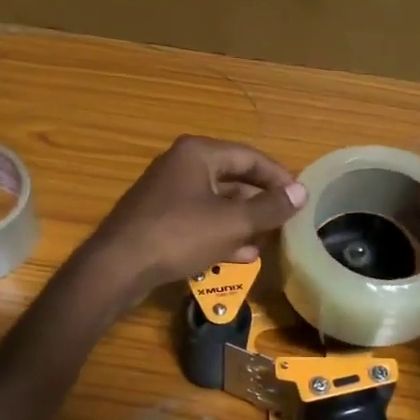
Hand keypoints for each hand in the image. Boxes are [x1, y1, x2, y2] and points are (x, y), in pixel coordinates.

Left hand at [84, 136, 306, 300]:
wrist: (118, 266)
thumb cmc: (179, 235)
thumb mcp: (232, 222)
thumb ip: (269, 207)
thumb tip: (302, 192)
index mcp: (198, 153)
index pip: (250, 157)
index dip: (279, 176)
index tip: (300, 197)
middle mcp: (181, 165)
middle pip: (232, 178)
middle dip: (259, 201)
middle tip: (285, 219)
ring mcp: (166, 193)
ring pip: (215, 202)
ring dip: (242, 221)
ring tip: (266, 240)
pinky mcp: (158, 219)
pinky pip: (198, 220)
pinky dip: (220, 233)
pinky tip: (239, 255)